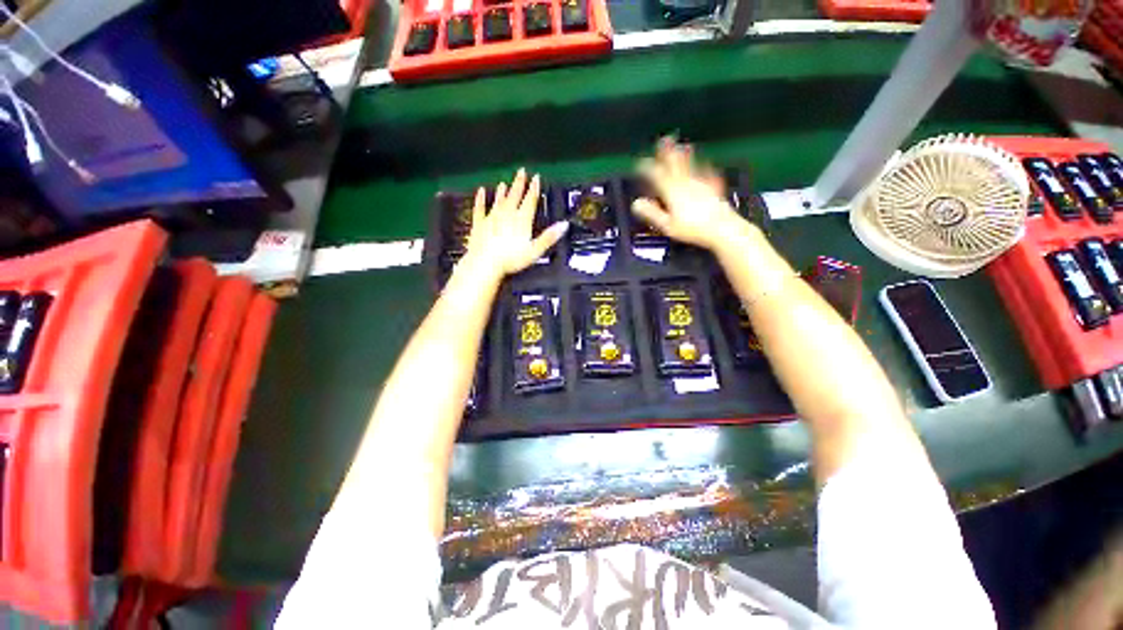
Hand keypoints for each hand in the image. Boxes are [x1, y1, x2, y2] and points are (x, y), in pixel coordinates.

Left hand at [460, 169, 568, 283]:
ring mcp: (492, 218)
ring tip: (504, 183)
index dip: (534, 189)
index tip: (536, 178)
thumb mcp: (535, 250)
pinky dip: (480, 199)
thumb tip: (564, 226)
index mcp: (522, 220)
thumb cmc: (511, 259)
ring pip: (499, 200)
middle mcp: (507, 215)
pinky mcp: (479, 224)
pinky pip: (480, 208)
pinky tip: (480, 192)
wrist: (485, 262)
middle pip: (515, 196)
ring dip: (503, 191)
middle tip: (521, 172)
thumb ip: (549, 237)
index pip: (530, 201)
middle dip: (519, 184)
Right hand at [632, 137, 748, 251]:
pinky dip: (704, 167)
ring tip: (683, 146)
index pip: (657, 175)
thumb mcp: (667, 225)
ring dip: (685, 155)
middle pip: (675, 164)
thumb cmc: (692, 229)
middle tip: (664, 140)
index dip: (647, 168)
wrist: (721, 228)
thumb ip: (652, 213)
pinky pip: (708, 173)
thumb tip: (636, 203)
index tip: (640, 163)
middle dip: (668, 152)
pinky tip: (706, 165)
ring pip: (691, 165)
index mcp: (673, 191)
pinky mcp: (714, 188)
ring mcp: (701, 184)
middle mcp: (686, 183)